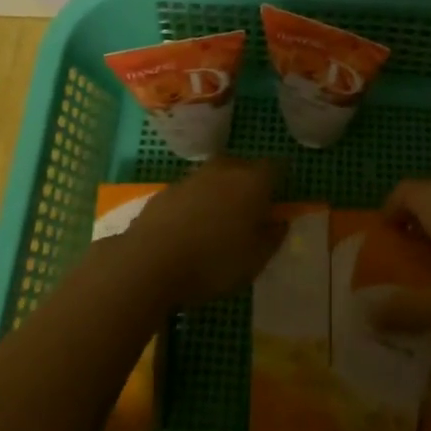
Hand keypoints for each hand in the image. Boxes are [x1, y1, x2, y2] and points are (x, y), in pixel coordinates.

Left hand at [112, 158, 284, 306]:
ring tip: (218, 222)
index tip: (278, 201)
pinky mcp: (167, 189)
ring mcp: (193, 176)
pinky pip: (192, 191)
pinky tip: (190, 228)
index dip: (278, 182)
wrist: (149, 262)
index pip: (275, 168)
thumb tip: (280, 221)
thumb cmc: (213, 262)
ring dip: (221, 192)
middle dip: (249, 184)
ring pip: (216, 177)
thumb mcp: (255, 260)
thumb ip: (273, 237)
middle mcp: (224, 169)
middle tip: (249, 212)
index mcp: (252, 181)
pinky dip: (196, 203)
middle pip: (244, 167)